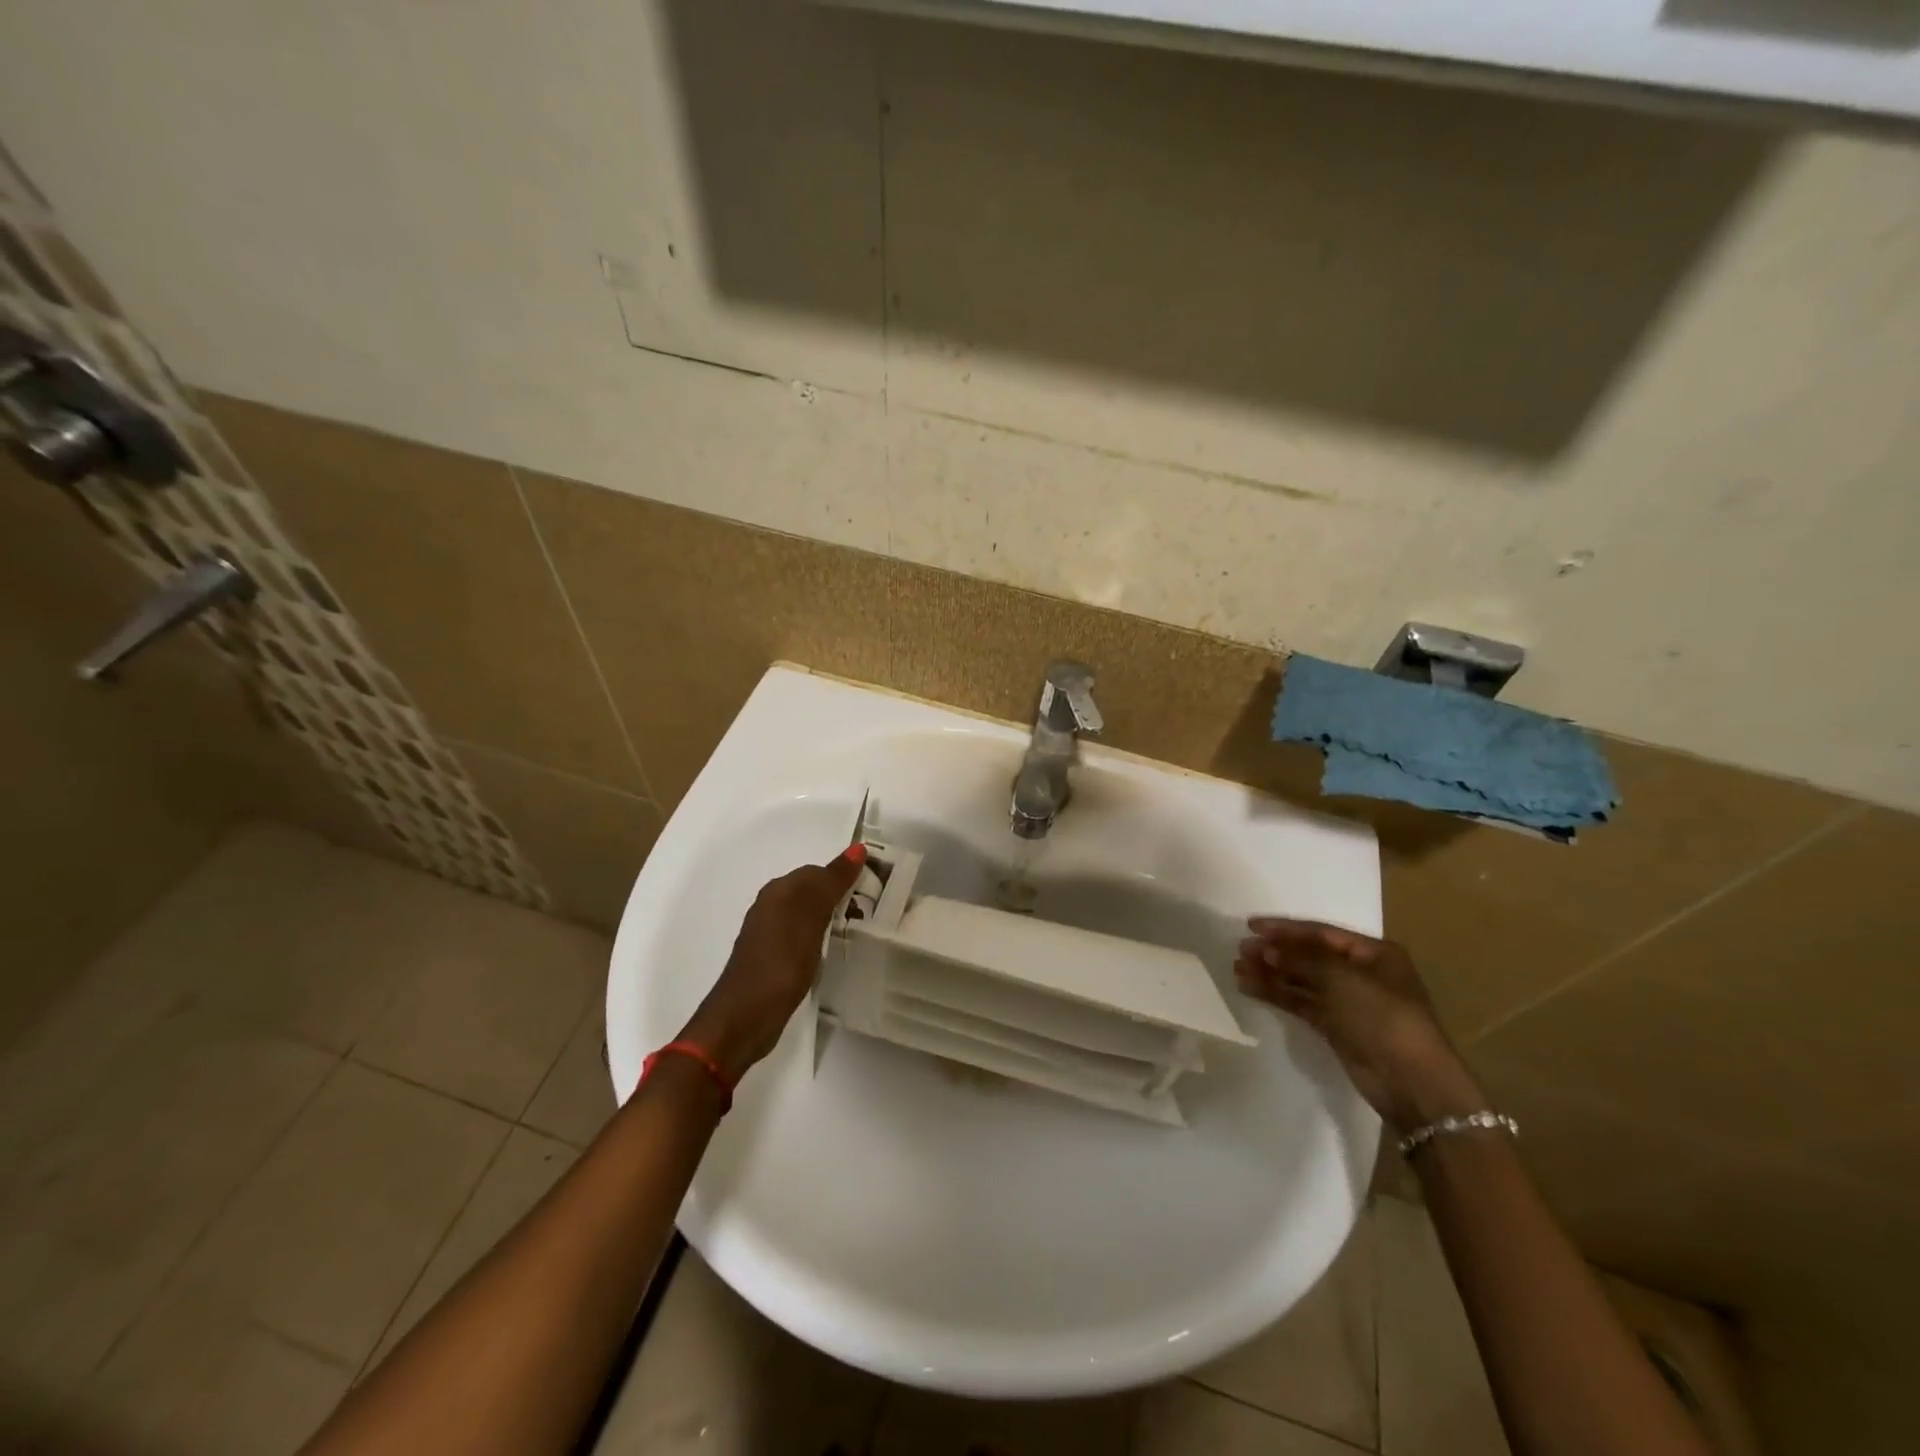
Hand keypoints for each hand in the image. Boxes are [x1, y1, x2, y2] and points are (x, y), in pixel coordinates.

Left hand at [681, 846, 868, 1081]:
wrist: (746, 1016)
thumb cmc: (782, 960)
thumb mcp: (812, 916)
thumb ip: (833, 882)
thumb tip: (857, 847)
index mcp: (779, 890)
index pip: (819, 871)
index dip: (846, 878)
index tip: (875, 893)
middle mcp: (771, 905)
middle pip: (812, 891)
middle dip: (841, 898)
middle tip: (872, 914)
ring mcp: (769, 934)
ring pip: (808, 914)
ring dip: (831, 918)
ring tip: (857, 932)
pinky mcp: (772, 958)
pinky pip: (803, 936)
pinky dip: (820, 938)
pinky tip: (831, 951)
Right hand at [1235, 918, 1483, 1130]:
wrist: (1412, 1084)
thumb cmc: (1383, 1017)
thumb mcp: (1341, 980)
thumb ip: (1300, 959)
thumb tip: (1264, 947)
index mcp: (1374, 953)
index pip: (1321, 932)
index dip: (1285, 928)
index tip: (1251, 925)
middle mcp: (1361, 973)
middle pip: (1309, 955)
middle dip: (1275, 951)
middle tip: (1240, 950)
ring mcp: (1349, 1001)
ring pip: (1302, 980)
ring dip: (1271, 973)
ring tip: (1237, 968)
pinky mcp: (1337, 1027)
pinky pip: (1301, 1002)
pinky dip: (1278, 994)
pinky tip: (1251, 988)